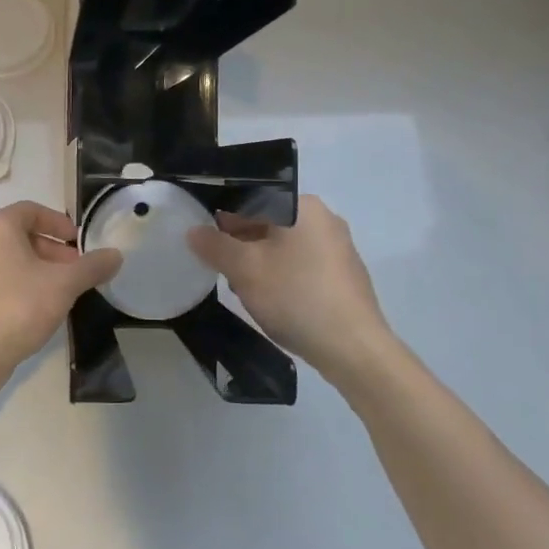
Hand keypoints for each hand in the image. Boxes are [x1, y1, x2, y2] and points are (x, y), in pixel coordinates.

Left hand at [0, 201, 122, 387]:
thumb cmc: (20, 305)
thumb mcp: (65, 284)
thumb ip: (92, 266)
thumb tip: (116, 255)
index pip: (31, 210)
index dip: (58, 223)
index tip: (78, 242)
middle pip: (22, 234)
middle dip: (53, 249)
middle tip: (77, 269)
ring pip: (12, 258)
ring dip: (40, 268)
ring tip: (64, 290)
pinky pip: (1, 279)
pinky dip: (23, 284)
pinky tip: (42, 307)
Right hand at [187, 196, 391, 372]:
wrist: (353, 349)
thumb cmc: (295, 296)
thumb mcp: (244, 269)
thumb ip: (215, 245)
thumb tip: (194, 231)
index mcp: (303, 206)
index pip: (251, 199)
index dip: (222, 219)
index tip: (207, 244)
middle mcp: (325, 219)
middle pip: (268, 222)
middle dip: (241, 245)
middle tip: (223, 270)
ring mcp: (339, 248)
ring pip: (283, 246)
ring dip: (259, 263)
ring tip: (245, 290)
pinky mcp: (344, 276)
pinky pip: (302, 265)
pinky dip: (282, 277)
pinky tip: (273, 302)